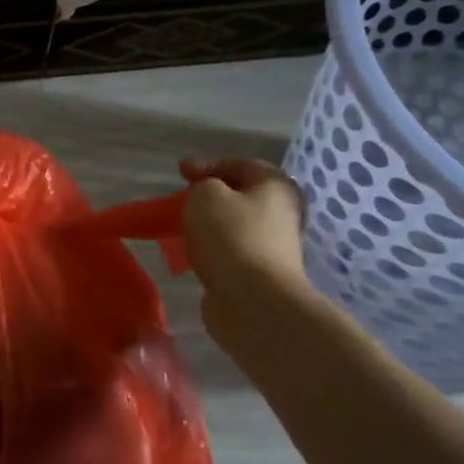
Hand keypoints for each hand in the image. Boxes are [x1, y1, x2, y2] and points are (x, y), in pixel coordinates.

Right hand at [177, 157, 307, 300]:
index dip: (208, 164)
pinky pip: (232, 250)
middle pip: (242, 195)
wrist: (252, 299)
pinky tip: (195, 251)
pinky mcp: (261, 272)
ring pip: (236, 224)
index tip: (180, 173)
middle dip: (212, 195)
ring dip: (211, 223)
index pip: (241, 165)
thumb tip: (208, 194)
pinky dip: (213, 247)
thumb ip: (203, 184)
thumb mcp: (207, 195)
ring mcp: (274, 245)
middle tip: (184, 198)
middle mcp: (283, 213)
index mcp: (277, 186)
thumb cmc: (231, 236)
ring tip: (184, 226)